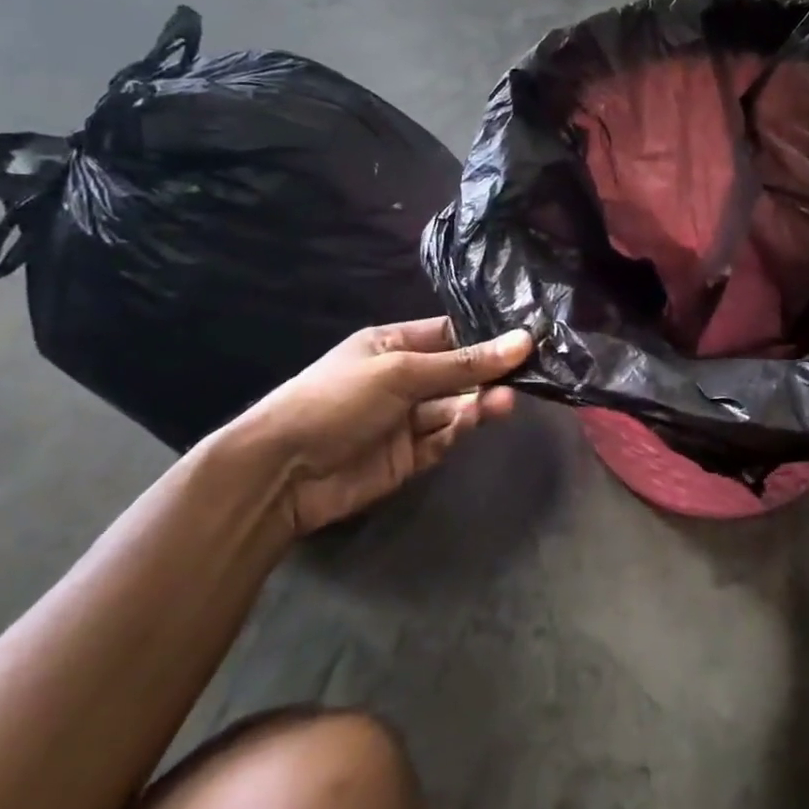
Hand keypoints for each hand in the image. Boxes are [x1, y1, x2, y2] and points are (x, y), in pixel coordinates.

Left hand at [210, 318, 533, 535]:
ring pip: (455, 406)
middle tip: (526, 375)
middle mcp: (403, 378)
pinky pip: (442, 438)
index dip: (487, 336)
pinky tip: (469, 423)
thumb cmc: (337, 400)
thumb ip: (464, 362)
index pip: (451, 335)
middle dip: (488, 374)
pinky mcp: (408, 457)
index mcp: (394, 345)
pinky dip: (458, 431)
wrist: (281, 473)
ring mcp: (405, 419)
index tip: (527, 338)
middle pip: (459, 373)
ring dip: (478, 403)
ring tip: (504, 402)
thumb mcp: (402, 372)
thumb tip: (524, 340)